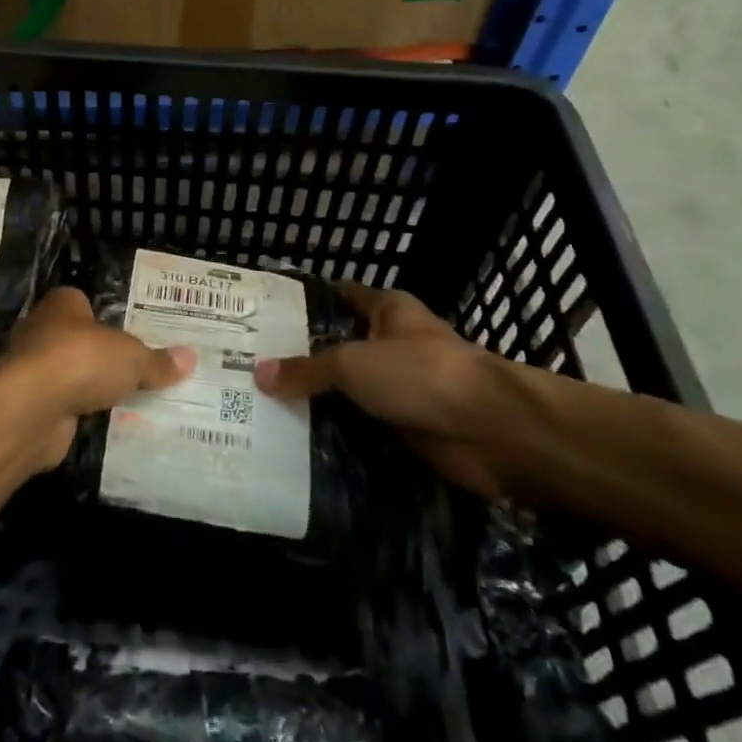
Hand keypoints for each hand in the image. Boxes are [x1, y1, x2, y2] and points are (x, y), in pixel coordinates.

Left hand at [0, 287, 193, 469]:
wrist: (32, 407)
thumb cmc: (81, 359)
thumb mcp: (131, 358)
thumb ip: (157, 361)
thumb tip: (190, 358)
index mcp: (63, 304)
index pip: (85, 303)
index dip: (106, 317)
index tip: (131, 334)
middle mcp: (42, 329)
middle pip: (78, 339)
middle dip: (100, 355)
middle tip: (136, 370)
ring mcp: (33, 369)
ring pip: (70, 374)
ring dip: (89, 388)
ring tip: (127, 401)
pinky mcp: (31, 405)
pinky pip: (64, 406)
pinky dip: (79, 414)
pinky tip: (104, 425)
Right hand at [254, 281, 513, 498]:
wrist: (490, 432)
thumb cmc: (419, 373)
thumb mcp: (353, 363)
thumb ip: (307, 369)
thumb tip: (258, 372)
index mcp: (386, 309)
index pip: (338, 296)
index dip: (304, 304)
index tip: (263, 317)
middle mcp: (393, 344)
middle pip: (340, 348)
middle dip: (303, 360)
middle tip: (250, 369)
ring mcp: (402, 389)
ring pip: (350, 392)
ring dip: (320, 404)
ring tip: (263, 409)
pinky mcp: (408, 429)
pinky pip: (363, 429)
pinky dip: (339, 437)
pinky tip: (298, 445)